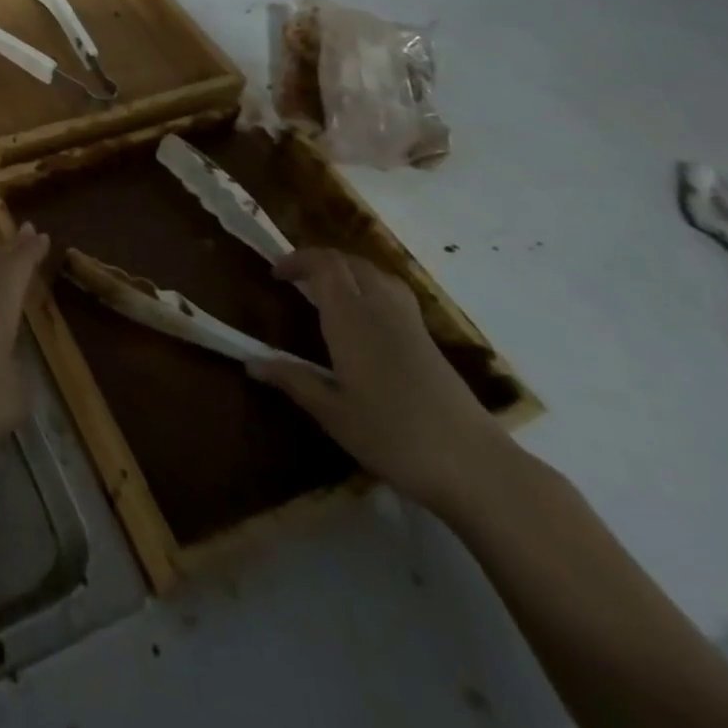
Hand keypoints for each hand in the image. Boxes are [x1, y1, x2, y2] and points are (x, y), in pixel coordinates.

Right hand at [250, 247, 514, 515]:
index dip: (298, 260)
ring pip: (376, 274)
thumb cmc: (394, 437)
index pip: (325, 265)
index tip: (275, 273)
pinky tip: (365, 318)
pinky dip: (371, 288)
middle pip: (351, 263)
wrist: (476, 467)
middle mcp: (381, 310)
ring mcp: (410, 324)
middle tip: (295, 279)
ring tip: (328, 291)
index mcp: (352, 320)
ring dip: (348, 271)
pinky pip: (394, 293)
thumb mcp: (333, 414)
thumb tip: (251, 362)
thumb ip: (294, 381)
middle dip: (319, 261)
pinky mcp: (429, 342)